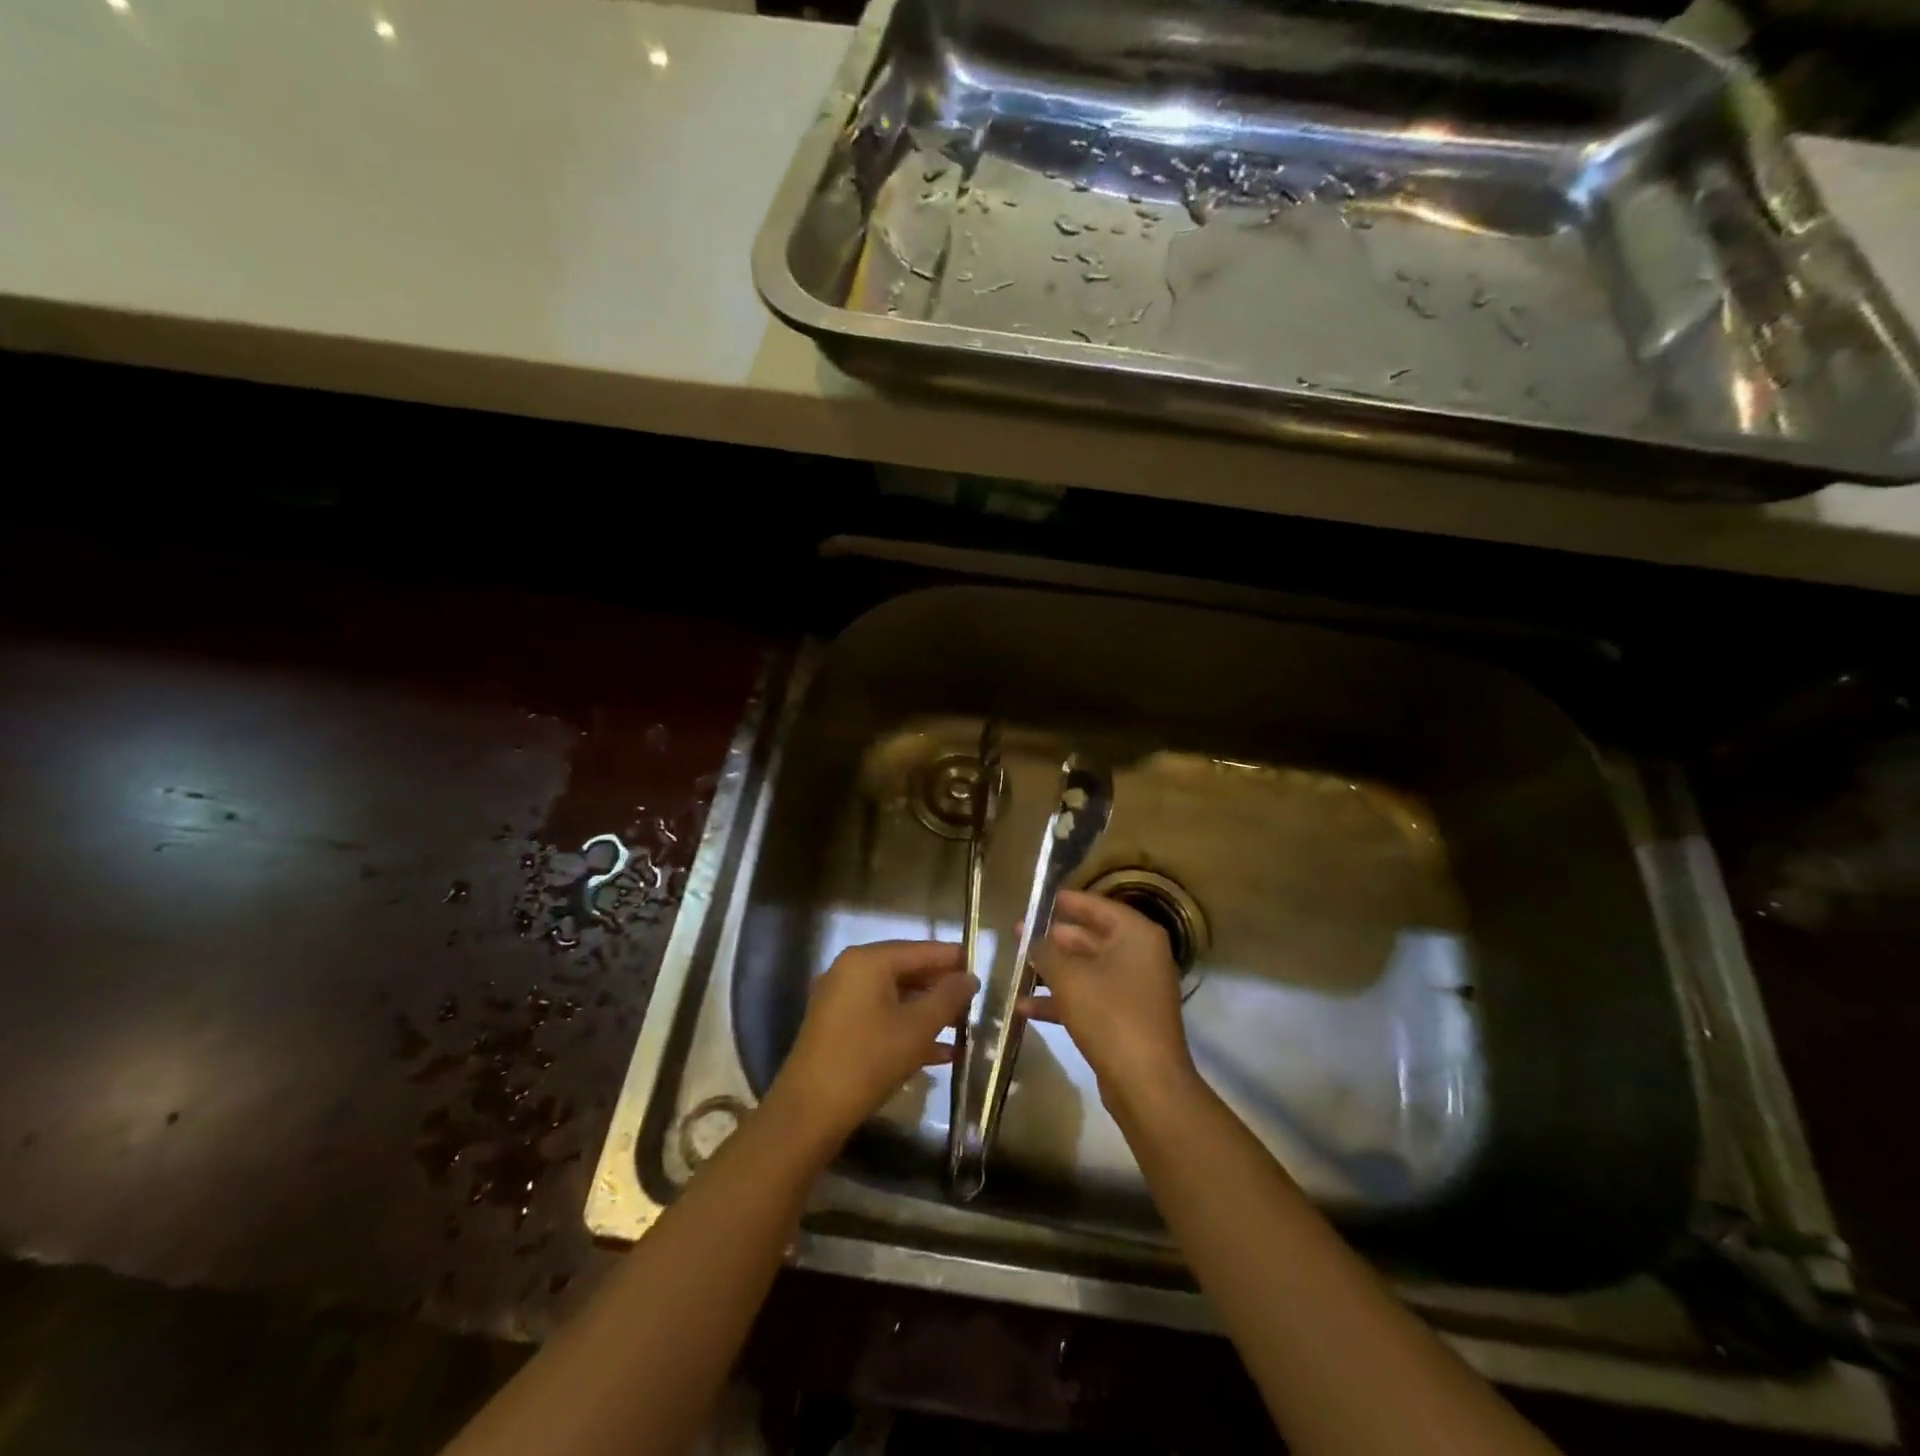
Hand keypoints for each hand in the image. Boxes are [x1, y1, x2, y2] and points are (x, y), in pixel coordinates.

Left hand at [771, 940, 975, 1142]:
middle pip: (906, 971)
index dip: (951, 958)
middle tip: (974, 1000)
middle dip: (940, 987)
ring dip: (927, 1012)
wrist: (810, 1111)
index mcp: (867, 961)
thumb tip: (969, 978)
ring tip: (962, 1026)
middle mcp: (850, 971)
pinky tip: (939, 1053)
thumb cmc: (868, 1060)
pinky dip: (906, 1028)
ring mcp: (840, 1000)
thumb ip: (948, 998)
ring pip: (894, 997)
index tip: (980, 966)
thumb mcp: (917, 1028)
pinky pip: (880, 1016)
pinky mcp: (837, 1027)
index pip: (919, 950)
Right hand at [1022, 890, 1195, 1108]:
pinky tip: (1026, 1008)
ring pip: (1088, 970)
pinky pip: (1091, 998)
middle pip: (1092, 938)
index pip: (1098, 906)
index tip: (1039, 900)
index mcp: (1136, 936)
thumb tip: (1030, 937)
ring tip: (1018, 967)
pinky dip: (1063, 1000)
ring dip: (1054, 971)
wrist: (1146, 1083)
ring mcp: (1136, 990)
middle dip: (1054, 939)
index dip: (1067, 902)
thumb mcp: (1069, 977)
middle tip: (1020, 934)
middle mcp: (1141, 957)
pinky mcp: (1127, 1020)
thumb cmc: (1110, 1015)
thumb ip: (1046, 952)